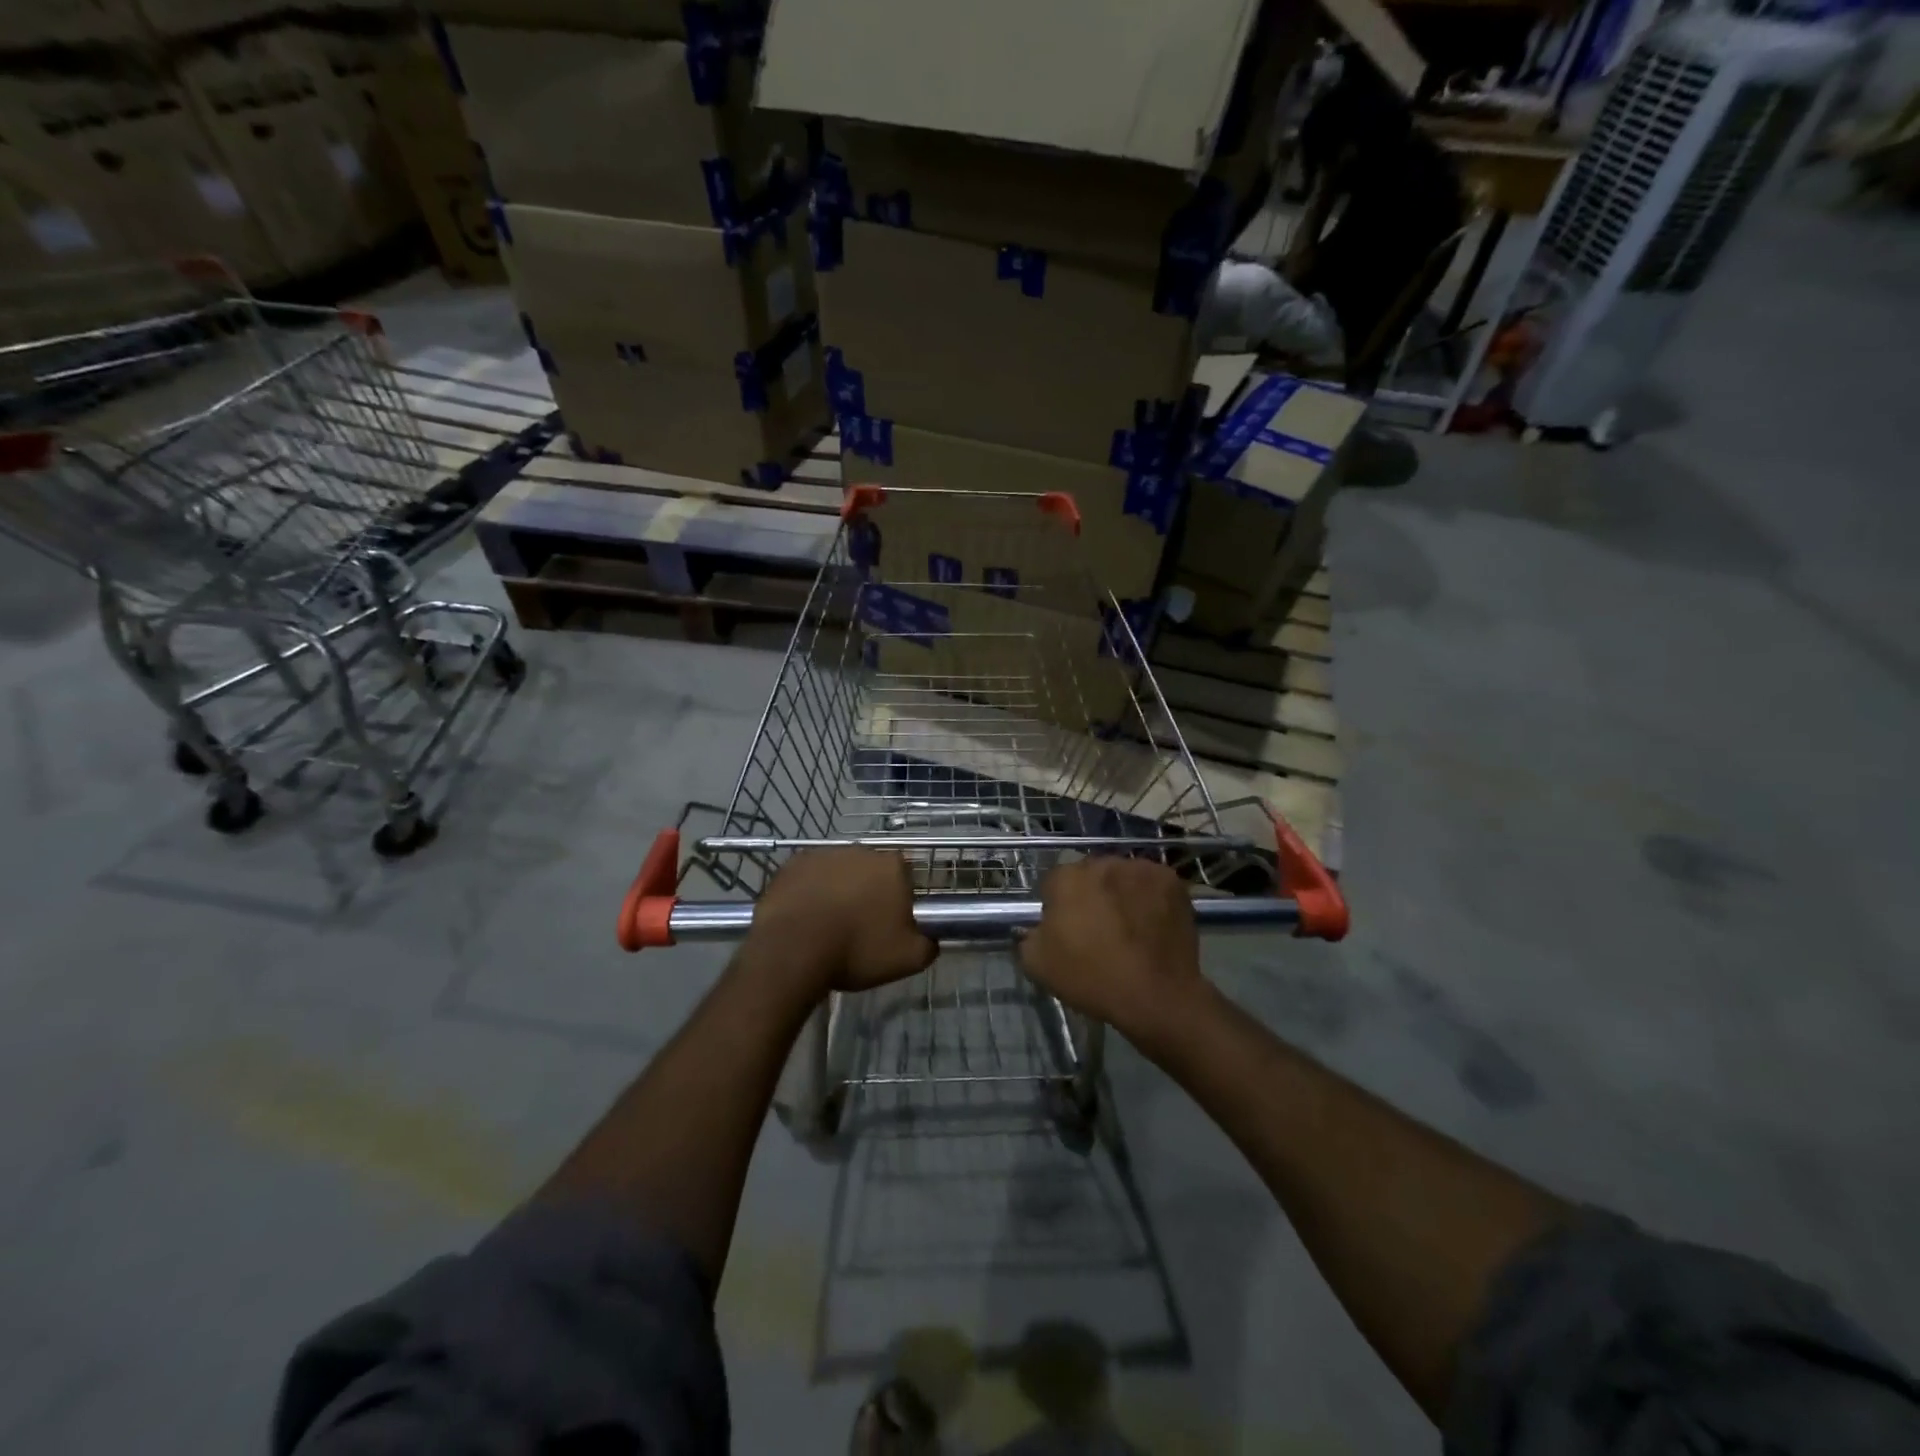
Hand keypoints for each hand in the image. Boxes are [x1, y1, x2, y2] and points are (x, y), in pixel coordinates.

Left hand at [747, 847, 935, 996]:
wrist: (793, 950)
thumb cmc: (857, 950)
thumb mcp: (908, 959)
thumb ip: (930, 944)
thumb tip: (932, 937)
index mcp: (892, 866)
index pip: (905, 877)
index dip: (899, 901)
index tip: (890, 925)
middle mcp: (860, 851)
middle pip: (871, 872)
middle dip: (868, 893)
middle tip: (860, 927)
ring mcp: (824, 854)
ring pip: (839, 872)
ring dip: (838, 891)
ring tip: (828, 925)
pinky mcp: (793, 864)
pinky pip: (809, 877)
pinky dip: (809, 892)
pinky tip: (805, 917)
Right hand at [1018, 857, 1207, 1045]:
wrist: (1156, 996)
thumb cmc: (1092, 979)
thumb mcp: (1037, 964)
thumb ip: (1029, 935)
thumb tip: (1039, 927)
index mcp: (1067, 878)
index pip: (1054, 883)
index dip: (1058, 907)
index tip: (1067, 930)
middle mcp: (1102, 863)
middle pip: (1090, 875)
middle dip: (1091, 894)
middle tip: (1099, 928)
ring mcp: (1140, 869)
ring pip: (1122, 876)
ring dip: (1121, 892)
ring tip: (1130, 926)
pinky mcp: (1170, 880)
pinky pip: (1152, 884)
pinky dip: (1150, 897)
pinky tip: (1152, 923)